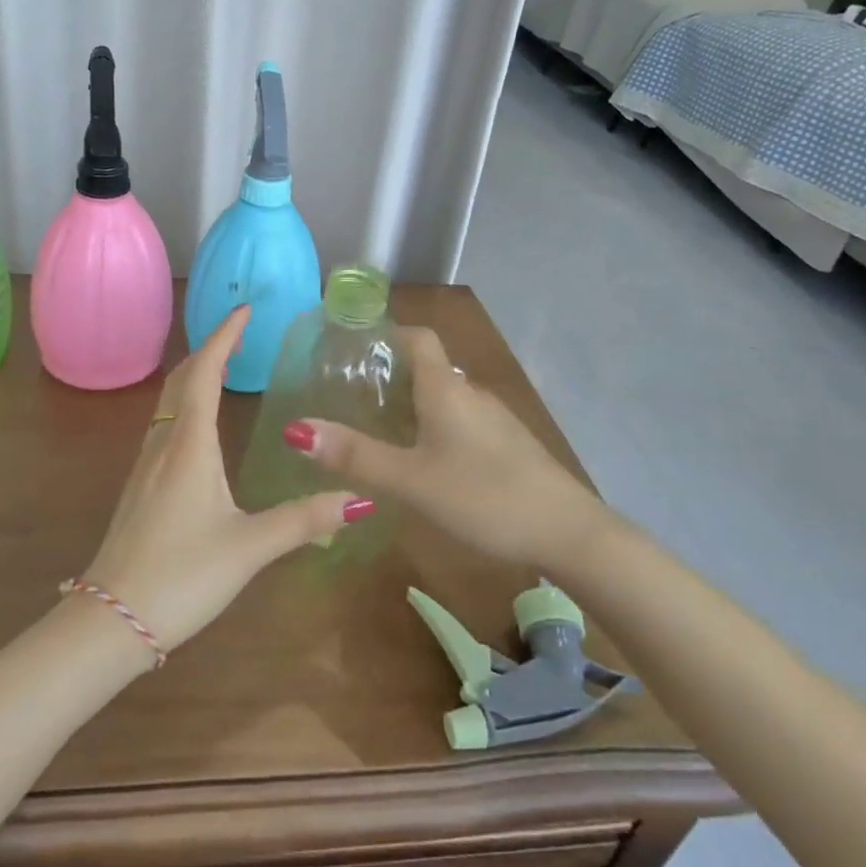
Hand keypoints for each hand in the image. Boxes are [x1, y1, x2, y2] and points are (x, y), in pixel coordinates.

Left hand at [79, 306, 373, 661]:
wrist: (110, 619)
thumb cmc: (181, 576)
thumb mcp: (249, 547)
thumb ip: (304, 521)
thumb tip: (359, 499)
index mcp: (190, 445)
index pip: (205, 373)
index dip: (224, 336)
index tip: (244, 309)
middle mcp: (164, 444)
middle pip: (182, 379)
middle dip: (209, 348)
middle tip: (240, 332)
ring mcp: (145, 465)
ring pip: (168, 402)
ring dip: (194, 374)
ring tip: (223, 367)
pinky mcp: (140, 487)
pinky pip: (164, 425)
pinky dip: (185, 403)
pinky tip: (198, 427)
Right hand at [287, 326, 595, 565]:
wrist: (568, 533)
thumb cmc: (483, 496)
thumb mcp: (410, 480)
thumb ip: (355, 456)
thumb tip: (296, 429)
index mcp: (446, 389)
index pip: (417, 337)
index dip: (387, 333)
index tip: (352, 348)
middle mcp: (471, 393)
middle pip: (427, 368)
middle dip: (390, 376)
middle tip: (350, 398)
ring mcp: (495, 420)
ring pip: (446, 398)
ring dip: (413, 404)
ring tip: (379, 430)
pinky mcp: (509, 446)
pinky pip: (463, 422)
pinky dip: (436, 428)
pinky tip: (425, 462)